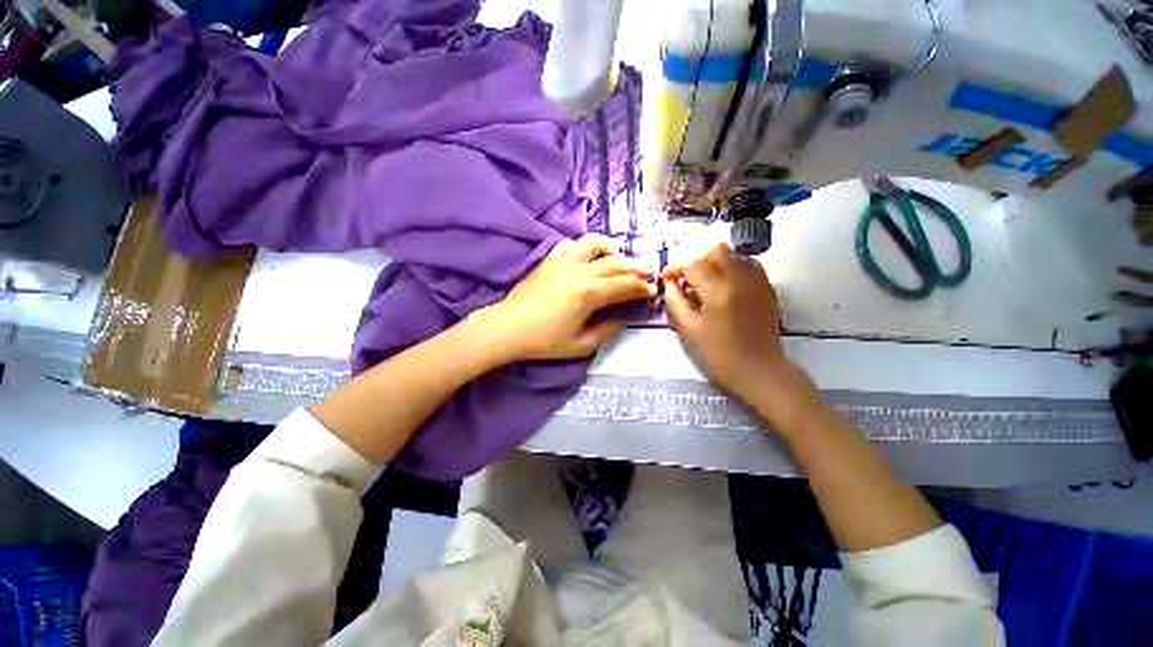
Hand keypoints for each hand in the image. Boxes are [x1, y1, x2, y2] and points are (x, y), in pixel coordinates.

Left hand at [474, 235, 656, 361]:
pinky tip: (585, 257)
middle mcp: (580, 272)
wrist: (509, 328)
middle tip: (646, 273)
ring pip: (593, 243)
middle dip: (635, 267)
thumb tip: (622, 319)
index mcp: (590, 293)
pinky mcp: (549, 261)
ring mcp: (563, 262)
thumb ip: (606, 331)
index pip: (625, 285)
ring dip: (610, 248)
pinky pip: (569, 245)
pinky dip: (582, 247)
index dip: (642, 287)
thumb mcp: (581, 345)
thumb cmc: (544, 340)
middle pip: (615, 263)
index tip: (651, 291)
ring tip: (617, 257)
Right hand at [663, 244, 818, 430]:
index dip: (677, 269)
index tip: (668, 279)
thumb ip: (676, 302)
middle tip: (689, 282)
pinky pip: (748, 266)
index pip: (693, 265)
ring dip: (716, 265)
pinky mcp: (768, 289)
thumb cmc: (719, 354)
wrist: (760, 370)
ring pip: (734, 256)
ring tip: (707, 286)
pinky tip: (726, 290)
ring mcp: (758, 281)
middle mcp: (741, 278)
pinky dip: (733, 271)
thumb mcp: (689, 330)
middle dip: (698, 262)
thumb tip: (669, 284)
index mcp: (718, 290)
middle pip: (717, 251)